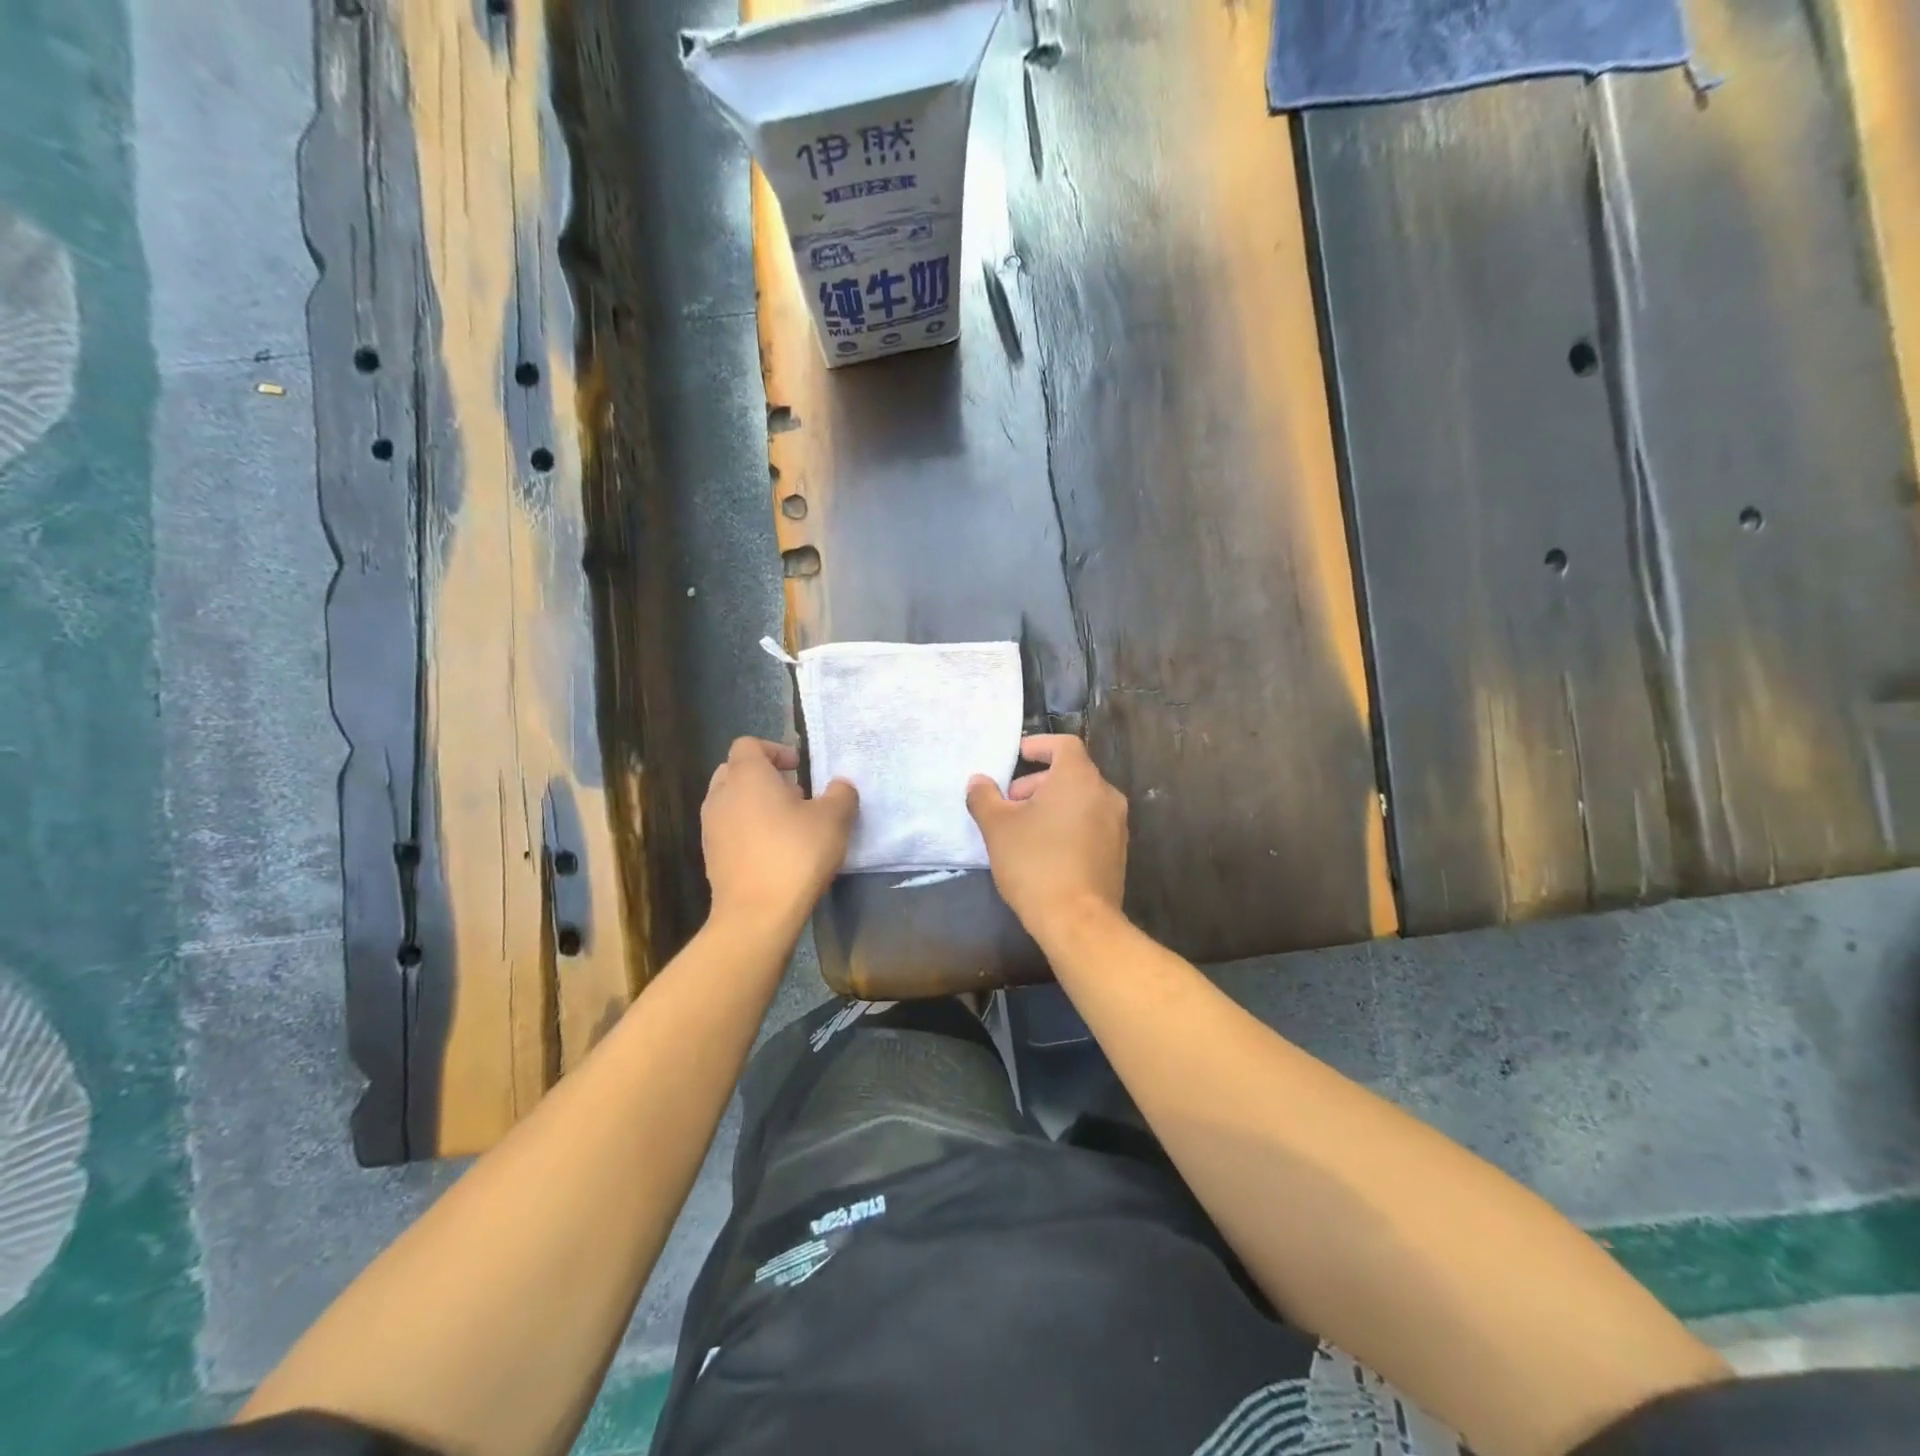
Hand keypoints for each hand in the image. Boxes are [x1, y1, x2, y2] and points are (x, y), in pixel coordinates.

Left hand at [702, 738, 857, 933]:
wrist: (756, 914)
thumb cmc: (795, 855)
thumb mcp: (834, 819)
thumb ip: (841, 794)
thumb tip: (840, 786)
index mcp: (747, 776)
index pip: (749, 745)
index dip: (775, 750)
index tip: (799, 769)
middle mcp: (721, 796)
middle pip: (735, 770)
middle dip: (764, 776)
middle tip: (795, 795)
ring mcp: (711, 827)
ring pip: (730, 801)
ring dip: (755, 804)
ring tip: (787, 825)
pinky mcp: (711, 856)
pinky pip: (729, 829)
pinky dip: (747, 830)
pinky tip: (774, 851)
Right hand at [966, 734, 1127, 940]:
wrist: (1078, 920)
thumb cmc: (1035, 863)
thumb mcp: (997, 827)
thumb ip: (984, 798)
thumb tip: (978, 781)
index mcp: (1079, 778)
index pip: (1063, 745)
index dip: (1039, 746)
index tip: (1017, 757)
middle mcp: (1105, 794)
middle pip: (1071, 773)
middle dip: (1038, 782)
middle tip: (1010, 802)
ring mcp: (1116, 824)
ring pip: (1081, 800)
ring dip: (1052, 804)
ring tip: (1023, 828)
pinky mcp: (1118, 851)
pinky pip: (1090, 823)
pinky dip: (1068, 824)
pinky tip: (1044, 850)